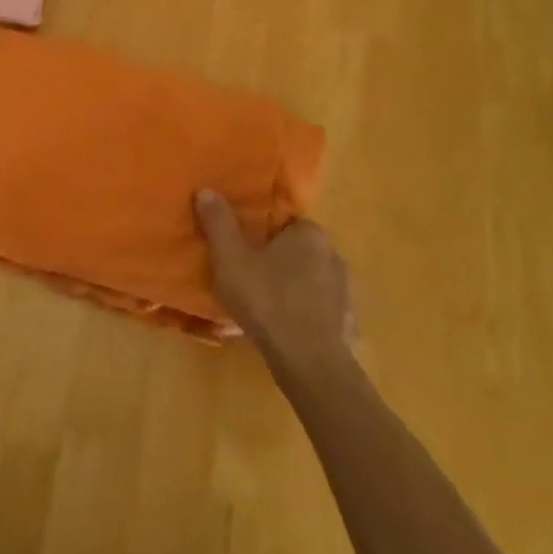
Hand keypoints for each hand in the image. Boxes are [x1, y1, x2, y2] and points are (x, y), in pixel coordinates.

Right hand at [195, 189, 358, 373]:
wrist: (311, 363)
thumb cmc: (268, 300)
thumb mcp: (231, 258)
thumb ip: (218, 223)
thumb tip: (206, 190)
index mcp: (310, 234)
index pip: (283, 222)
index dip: (259, 233)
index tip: (240, 247)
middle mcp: (334, 255)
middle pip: (295, 251)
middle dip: (272, 261)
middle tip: (244, 276)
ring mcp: (345, 292)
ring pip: (306, 281)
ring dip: (286, 289)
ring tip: (258, 306)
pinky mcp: (346, 323)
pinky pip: (315, 309)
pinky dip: (299, 314)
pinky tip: (279, 329)